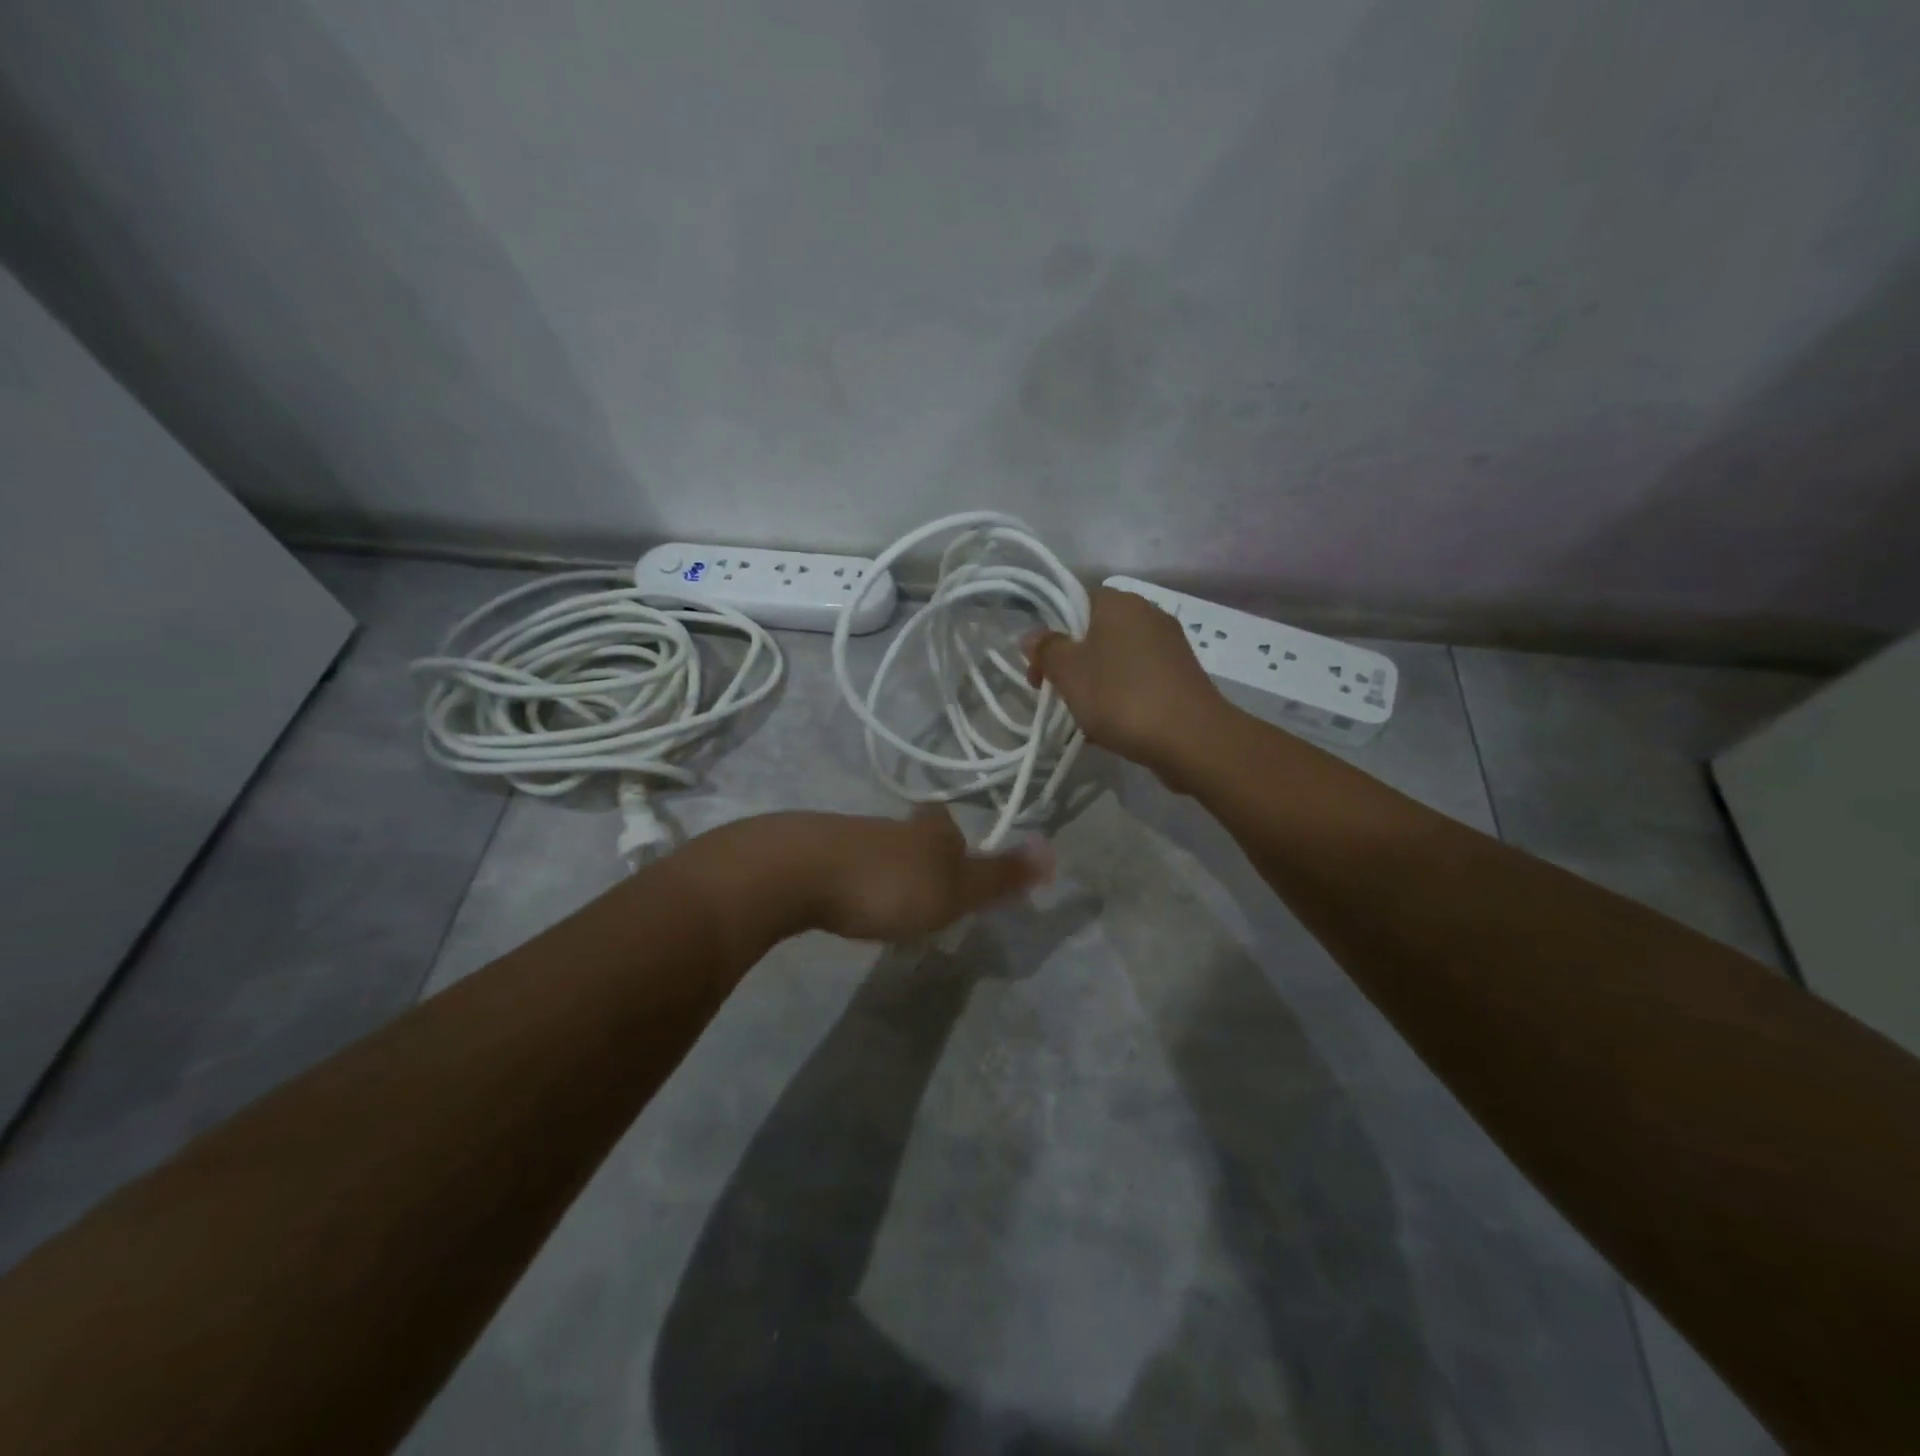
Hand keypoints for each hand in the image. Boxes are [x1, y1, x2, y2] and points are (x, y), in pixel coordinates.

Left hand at [805, 806, 1051, 940]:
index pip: (950, 827)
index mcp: (929, 829)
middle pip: (913, 837)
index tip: (957, 878)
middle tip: (922, 896)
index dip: (958, 847)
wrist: (796, 872)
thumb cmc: (888, 885)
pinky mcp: (810, 852)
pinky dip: (850, 880)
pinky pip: (842, 864)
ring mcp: (847, 834)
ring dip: (885, 872)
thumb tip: (1053, 850)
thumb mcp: (955, 889)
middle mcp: (891, 824)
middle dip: (920, 861)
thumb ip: (1000, 875)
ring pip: (877, 850)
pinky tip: (844, 902)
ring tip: (885, 906)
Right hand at [1023, 586, 1226, 771]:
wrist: (1191, 739)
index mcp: (1120, 603)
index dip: (1051, 634)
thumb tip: (1032, 635)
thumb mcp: (1070, 672)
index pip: (1075, 603)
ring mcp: (1169, 647)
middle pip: (1095, 634)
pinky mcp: (1181, 677)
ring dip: (1095, 686)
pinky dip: (1122, 699)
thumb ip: (1047, 649)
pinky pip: (1139, 681)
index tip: (1039, 670)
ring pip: (1116, 661)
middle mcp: (1149, 615)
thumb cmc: (1121, 697)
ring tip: (1084, 720)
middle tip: (1056, 696)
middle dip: (1072, 665)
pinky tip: (1112, 728)